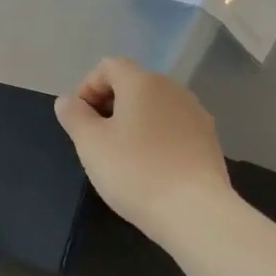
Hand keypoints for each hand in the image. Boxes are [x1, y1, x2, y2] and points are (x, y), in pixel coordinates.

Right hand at [53, 56, 229, 244]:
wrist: (194, 211)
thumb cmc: (134, 171)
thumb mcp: (90, 144)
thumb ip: (74, 115)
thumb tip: (68, 100)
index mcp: (142, 82)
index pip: (108, 65)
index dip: (87, 87)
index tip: (80, 120)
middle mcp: (173, 88)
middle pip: (133, 83)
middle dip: (109, 105)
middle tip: (96, 140)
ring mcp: (195, 113)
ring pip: (154, 106)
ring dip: (133, 121)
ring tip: (122, 156)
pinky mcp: (208, 139)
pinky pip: (173, 126)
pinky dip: (155, 137)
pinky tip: (150, 167)